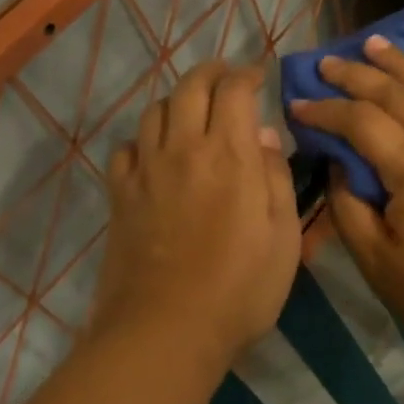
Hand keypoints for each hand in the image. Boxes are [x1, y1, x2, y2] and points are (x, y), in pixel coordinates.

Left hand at [95, 61, 300, 376]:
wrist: (165, 332)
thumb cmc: (239, 289)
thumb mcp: (283, 236)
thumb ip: (276, 177)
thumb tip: (264, 136)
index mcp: (230, 155)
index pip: (235, 90)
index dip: (248, 75)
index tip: (260, 78)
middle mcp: (184, 148)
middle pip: (191, 86)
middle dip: (212, 72)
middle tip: (227, 78)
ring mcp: (146, 170)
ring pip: (155, 110)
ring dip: (178, 100)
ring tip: (193, 112)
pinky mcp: (120, 194)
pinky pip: (126, 147)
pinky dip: (143, 139)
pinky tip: (154, 154)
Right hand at [291, 36, 403, 365]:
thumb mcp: (379, 263)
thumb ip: (349, 208)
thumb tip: (337, 165)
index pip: (361, 122)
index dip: (325, 110)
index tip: (296, 104)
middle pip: (395, 94)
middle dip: (356, 75)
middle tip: (325, 62)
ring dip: (398, 64)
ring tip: (372, 44)